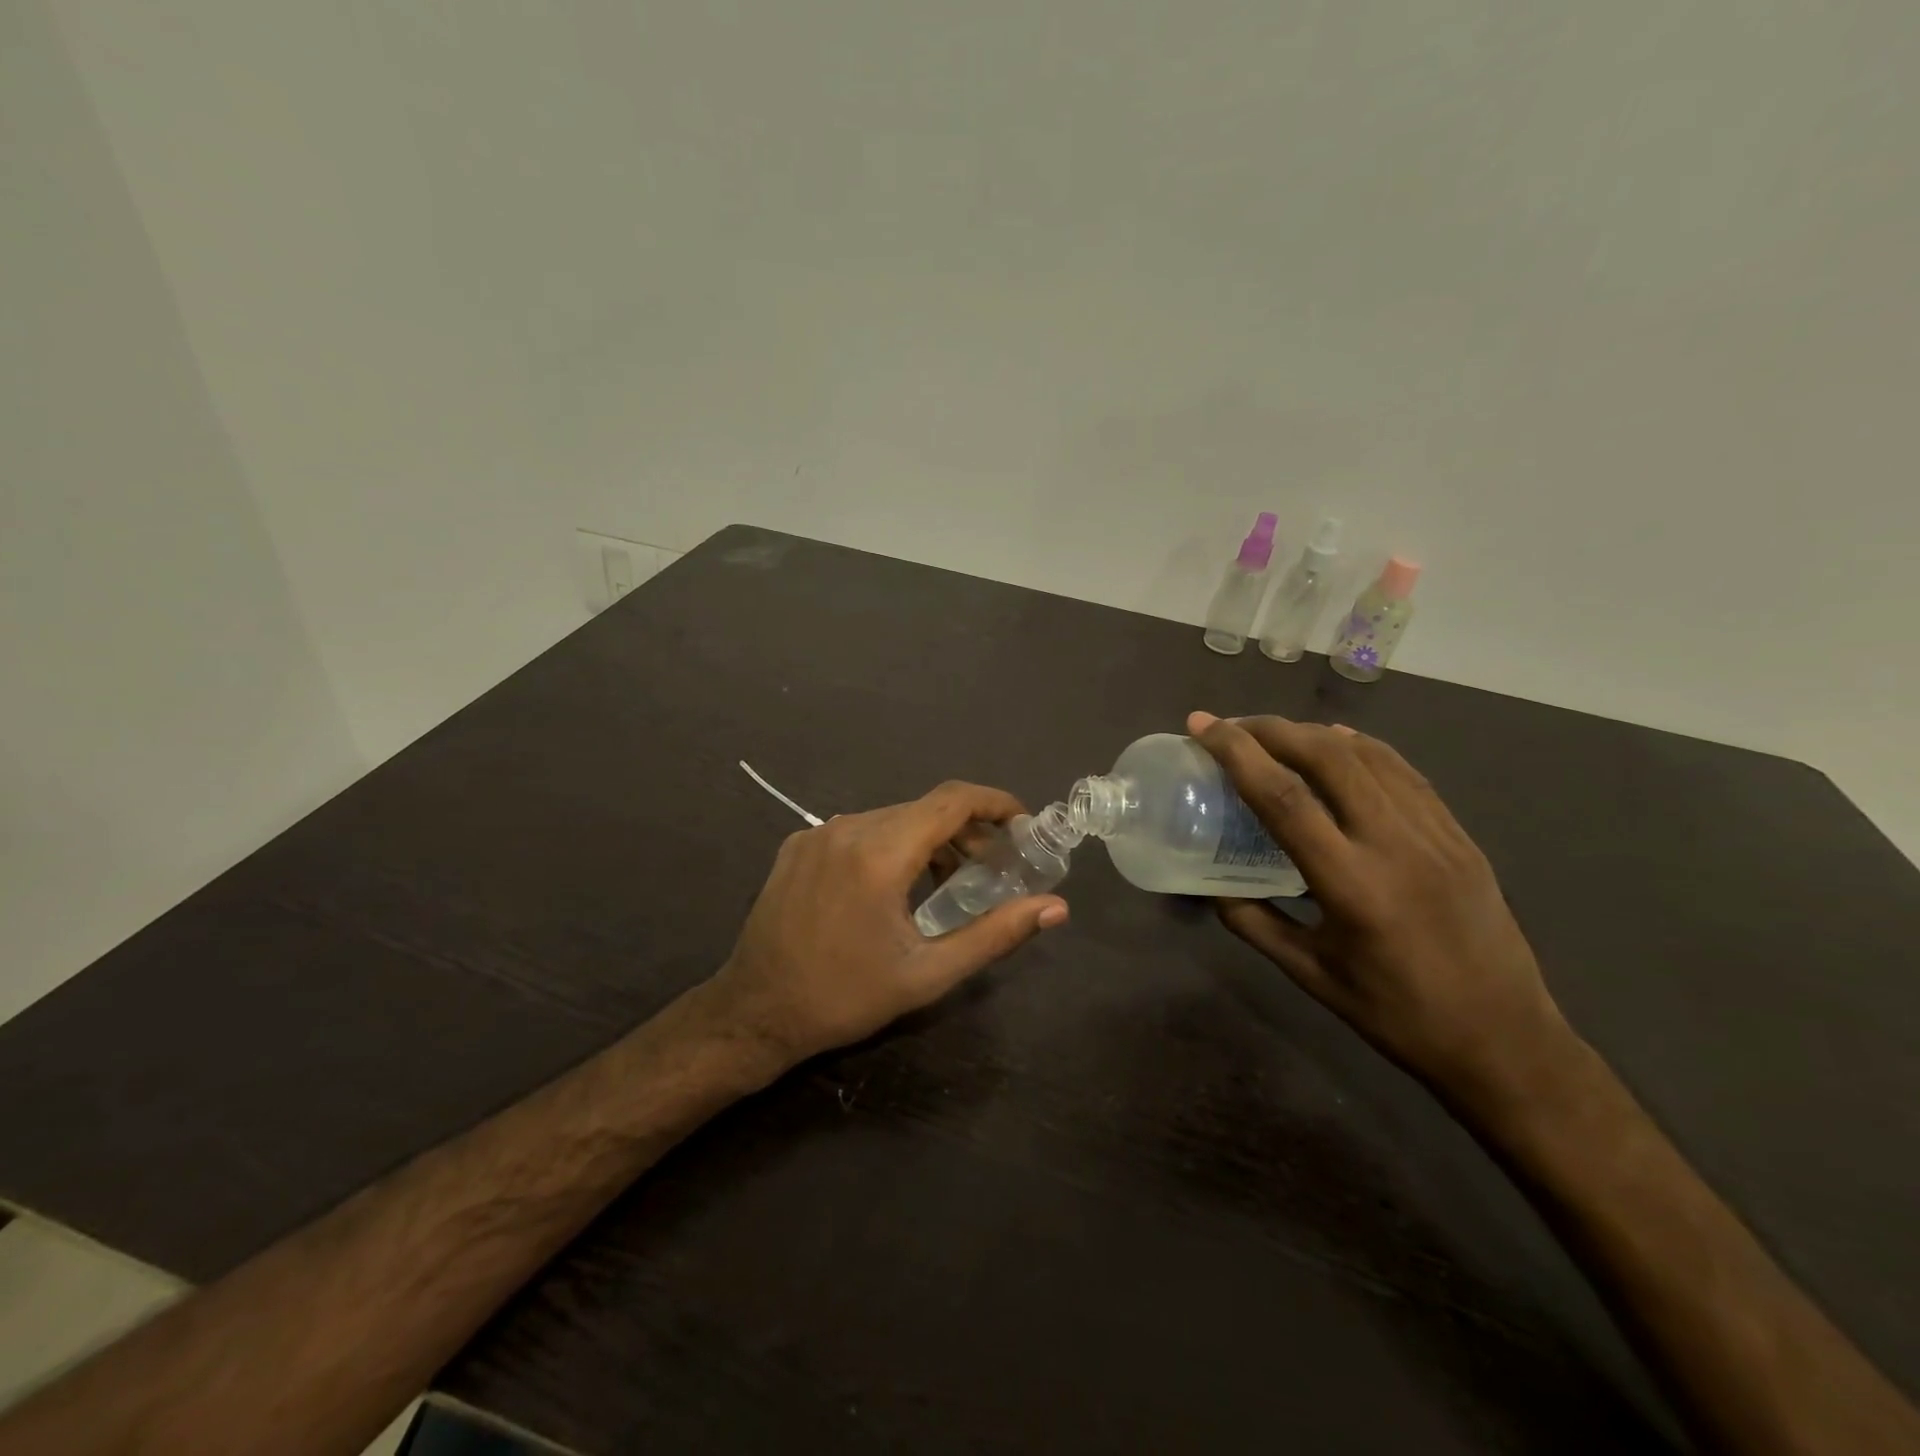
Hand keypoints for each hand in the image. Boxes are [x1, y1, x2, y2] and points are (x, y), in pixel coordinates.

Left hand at [703, 781, 1069, 1068]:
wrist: (754, 1012)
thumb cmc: (846, 997)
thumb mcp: (927, 973)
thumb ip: (995, 934)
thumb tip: (1055, 907)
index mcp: (880, 853)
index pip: (952, 800)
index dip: (995, 803)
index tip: (1022, 825)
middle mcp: (847, 828)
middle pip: (924, 809)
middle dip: (967, 830)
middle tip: (993, 867)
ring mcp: (817, 833)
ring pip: (892, 818)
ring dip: (929, 838)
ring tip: (950, 880)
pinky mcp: (798, 846)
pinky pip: (860, 830)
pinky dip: (892, 844)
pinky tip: (896, 884)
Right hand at [1189, 711, 1571, 1104]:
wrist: (1505, 1041)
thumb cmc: (1397, 1015)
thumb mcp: (1311, 974)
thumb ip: (1254, 924)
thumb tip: (1213, 888)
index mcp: (1352, 885)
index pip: (1284, 798)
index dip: (1236, 753)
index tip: (1202, 727)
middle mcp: (1395, 845)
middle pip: (1327, 757)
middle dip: (1272, 728)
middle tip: (1232, 726)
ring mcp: (1436, 834)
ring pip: (1369, 755)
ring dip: (1313, 732)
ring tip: (1276, 733)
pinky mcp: (1460, 835)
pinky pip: (1404, 772)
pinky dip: (1361, 747)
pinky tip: (1338, 743)